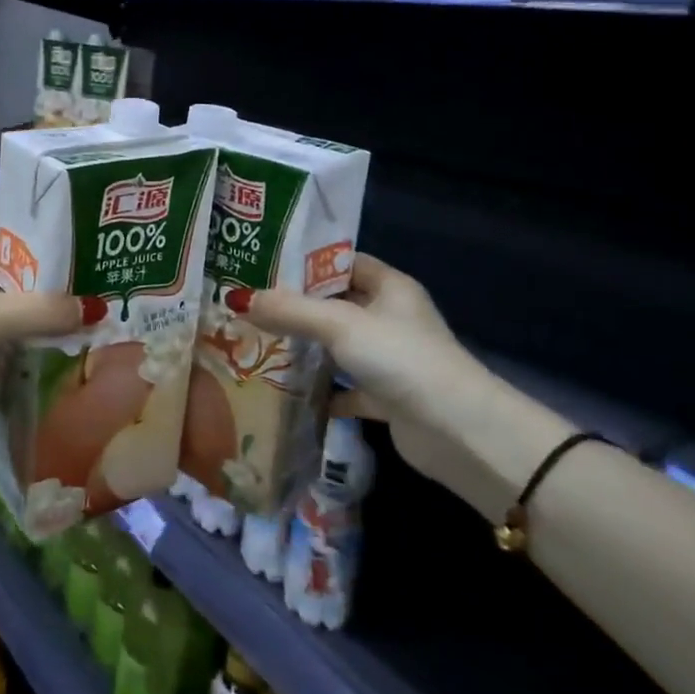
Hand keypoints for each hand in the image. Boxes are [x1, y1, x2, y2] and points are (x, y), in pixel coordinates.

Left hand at [0, 230, 79, 447]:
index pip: (3, 243)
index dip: (42, 254)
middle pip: (3, 282)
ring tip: (76, 333)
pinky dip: (10, 355)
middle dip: (40, 296)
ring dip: (27, 329)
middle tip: (86, 305)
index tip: (81, 268)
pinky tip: (43, 363)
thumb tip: (96, 309)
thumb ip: (44, 311)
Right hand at [245, 255, 563, 519]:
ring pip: (338, 346)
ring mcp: (390, 358)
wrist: (458, 432)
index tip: (262, 267)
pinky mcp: (387, 397)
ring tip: (257, 344)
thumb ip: (290, 310)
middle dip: (296, 307)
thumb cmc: (401, 358)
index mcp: (390, 287)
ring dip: (306, 349)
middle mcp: (391, 317)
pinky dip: (321, 391)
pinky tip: (287, 393)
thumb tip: (236, 299)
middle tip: (249, 307)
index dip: (305, 262)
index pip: (342, 262)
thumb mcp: (340, 324)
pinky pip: (345, 388)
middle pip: (336, 304)